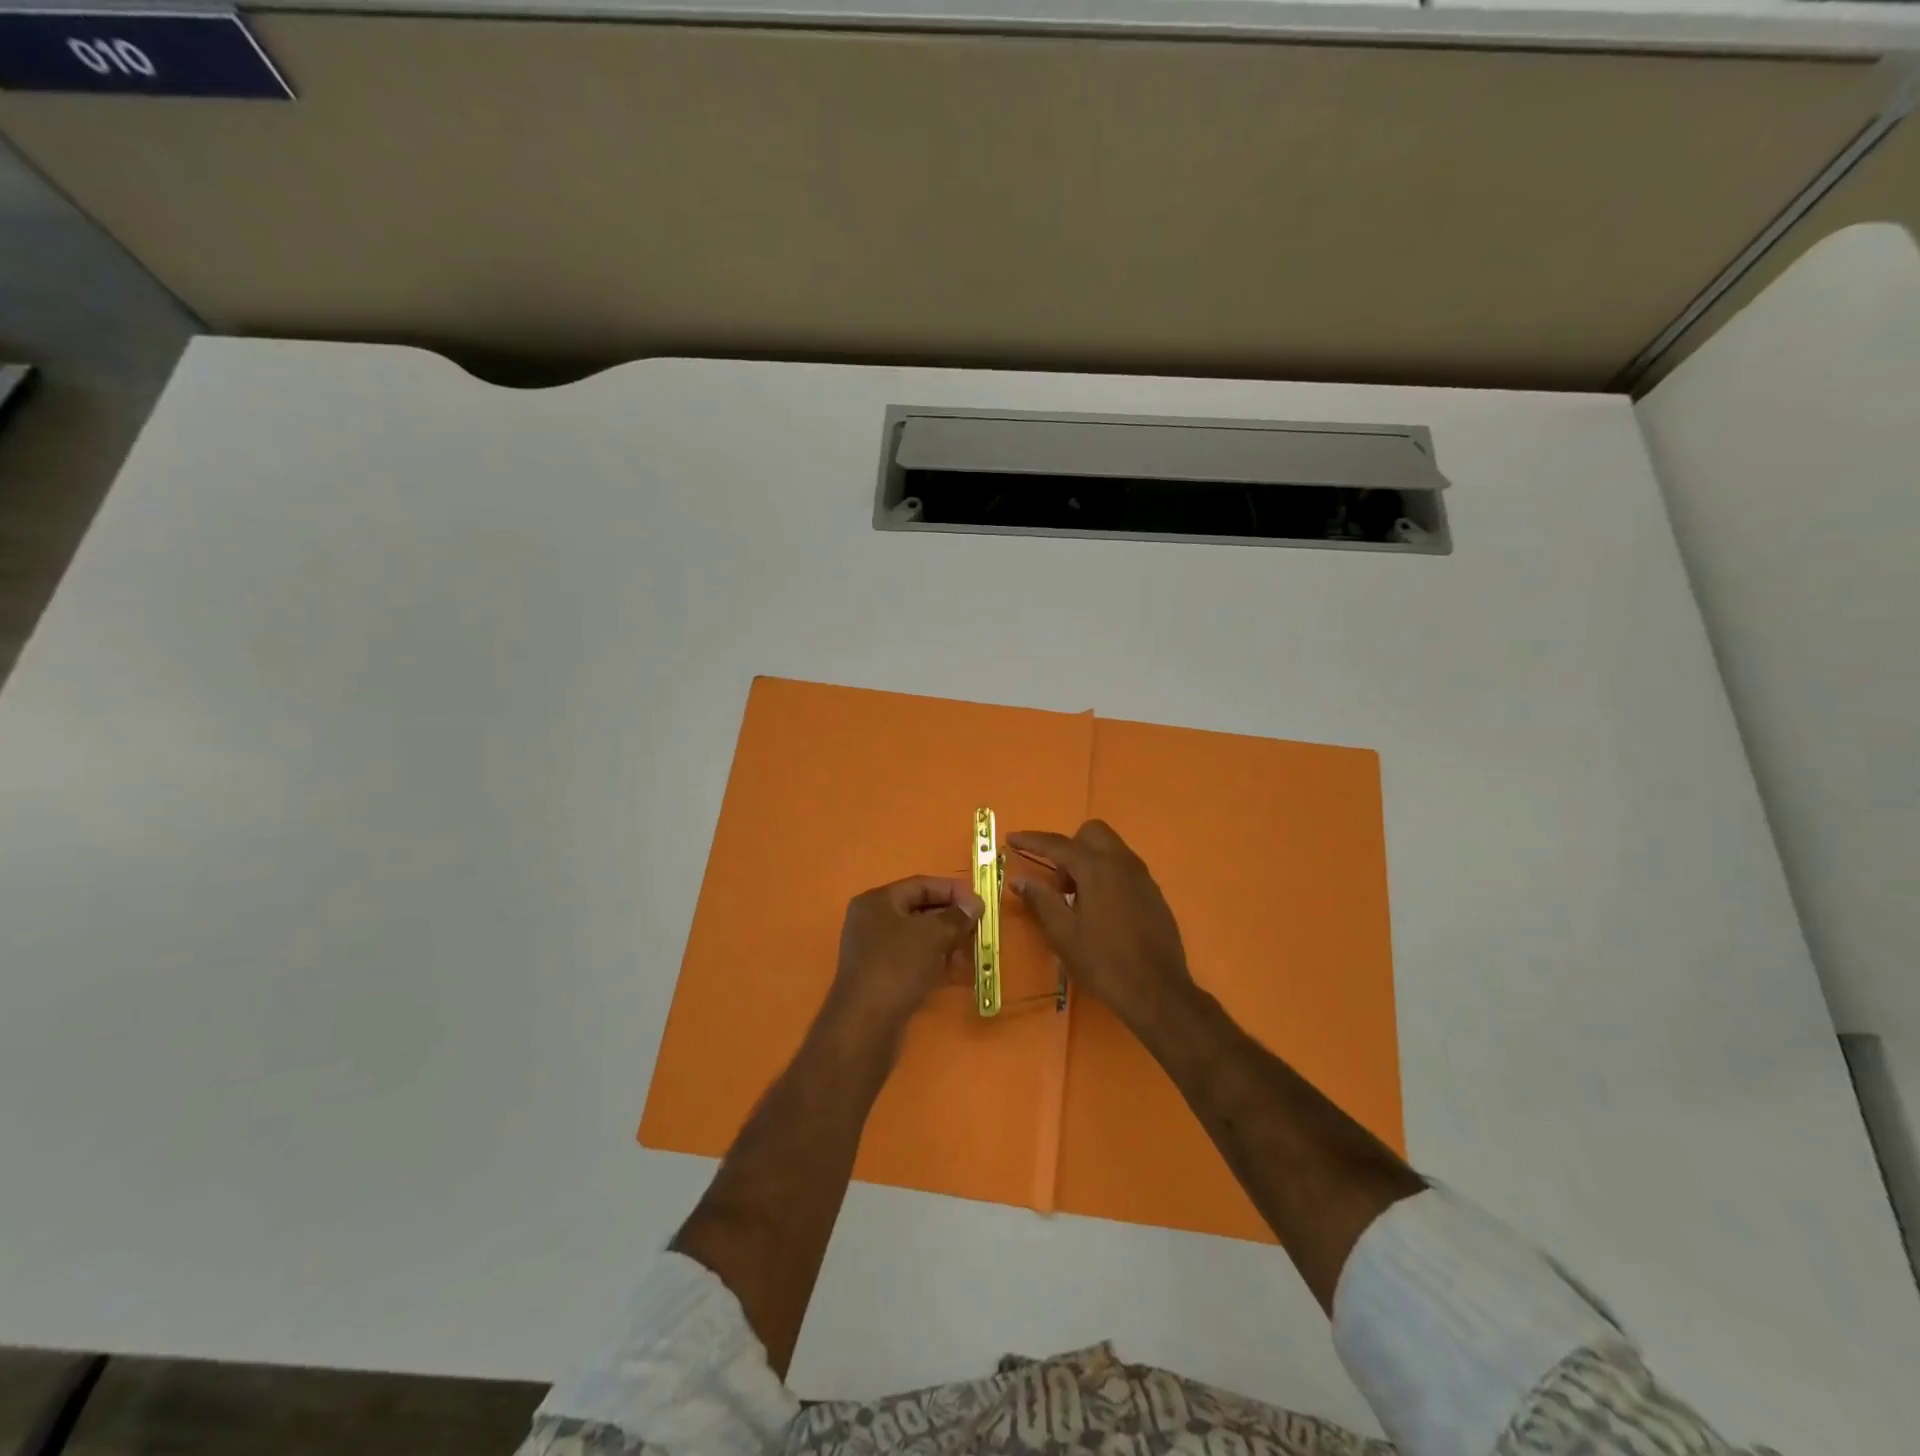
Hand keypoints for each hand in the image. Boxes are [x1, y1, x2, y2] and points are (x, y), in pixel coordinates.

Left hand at [823, 875, 982, 1051]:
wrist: (865, 1025)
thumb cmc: (896, 967)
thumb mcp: (931, 935)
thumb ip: (956, 916)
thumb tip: (975, 904)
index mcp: (877, 901)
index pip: (920, 885)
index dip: (952, 890)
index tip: (980, 903)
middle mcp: (872, 921)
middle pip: (920, 910)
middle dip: (952, 919)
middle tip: (980, 928)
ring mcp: (875, 951)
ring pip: (919, 938)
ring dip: (948, 942)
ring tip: (973, 952)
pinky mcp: (882, 977)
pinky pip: (914, 960)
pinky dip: (936, 962)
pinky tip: (958, 972)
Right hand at [1008, 820, 1193, 1031]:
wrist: (1158, 991)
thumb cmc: (1104, 961)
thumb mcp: (1063, 933)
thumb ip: (1040, 900)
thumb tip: (1019, 879)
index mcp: (1097, 868)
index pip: (1057, 844)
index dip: (1031, 840)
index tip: (1011, 838)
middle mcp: (1122, 862)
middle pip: (1091, 833)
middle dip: (1069, 847)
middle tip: (1058, 883)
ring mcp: (1142, 876)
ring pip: (1110, 849)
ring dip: (1088, 861)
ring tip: (1077, 900)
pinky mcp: (1153, 893)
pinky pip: (1124, 868)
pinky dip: (1106, 875)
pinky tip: (1101, 911)